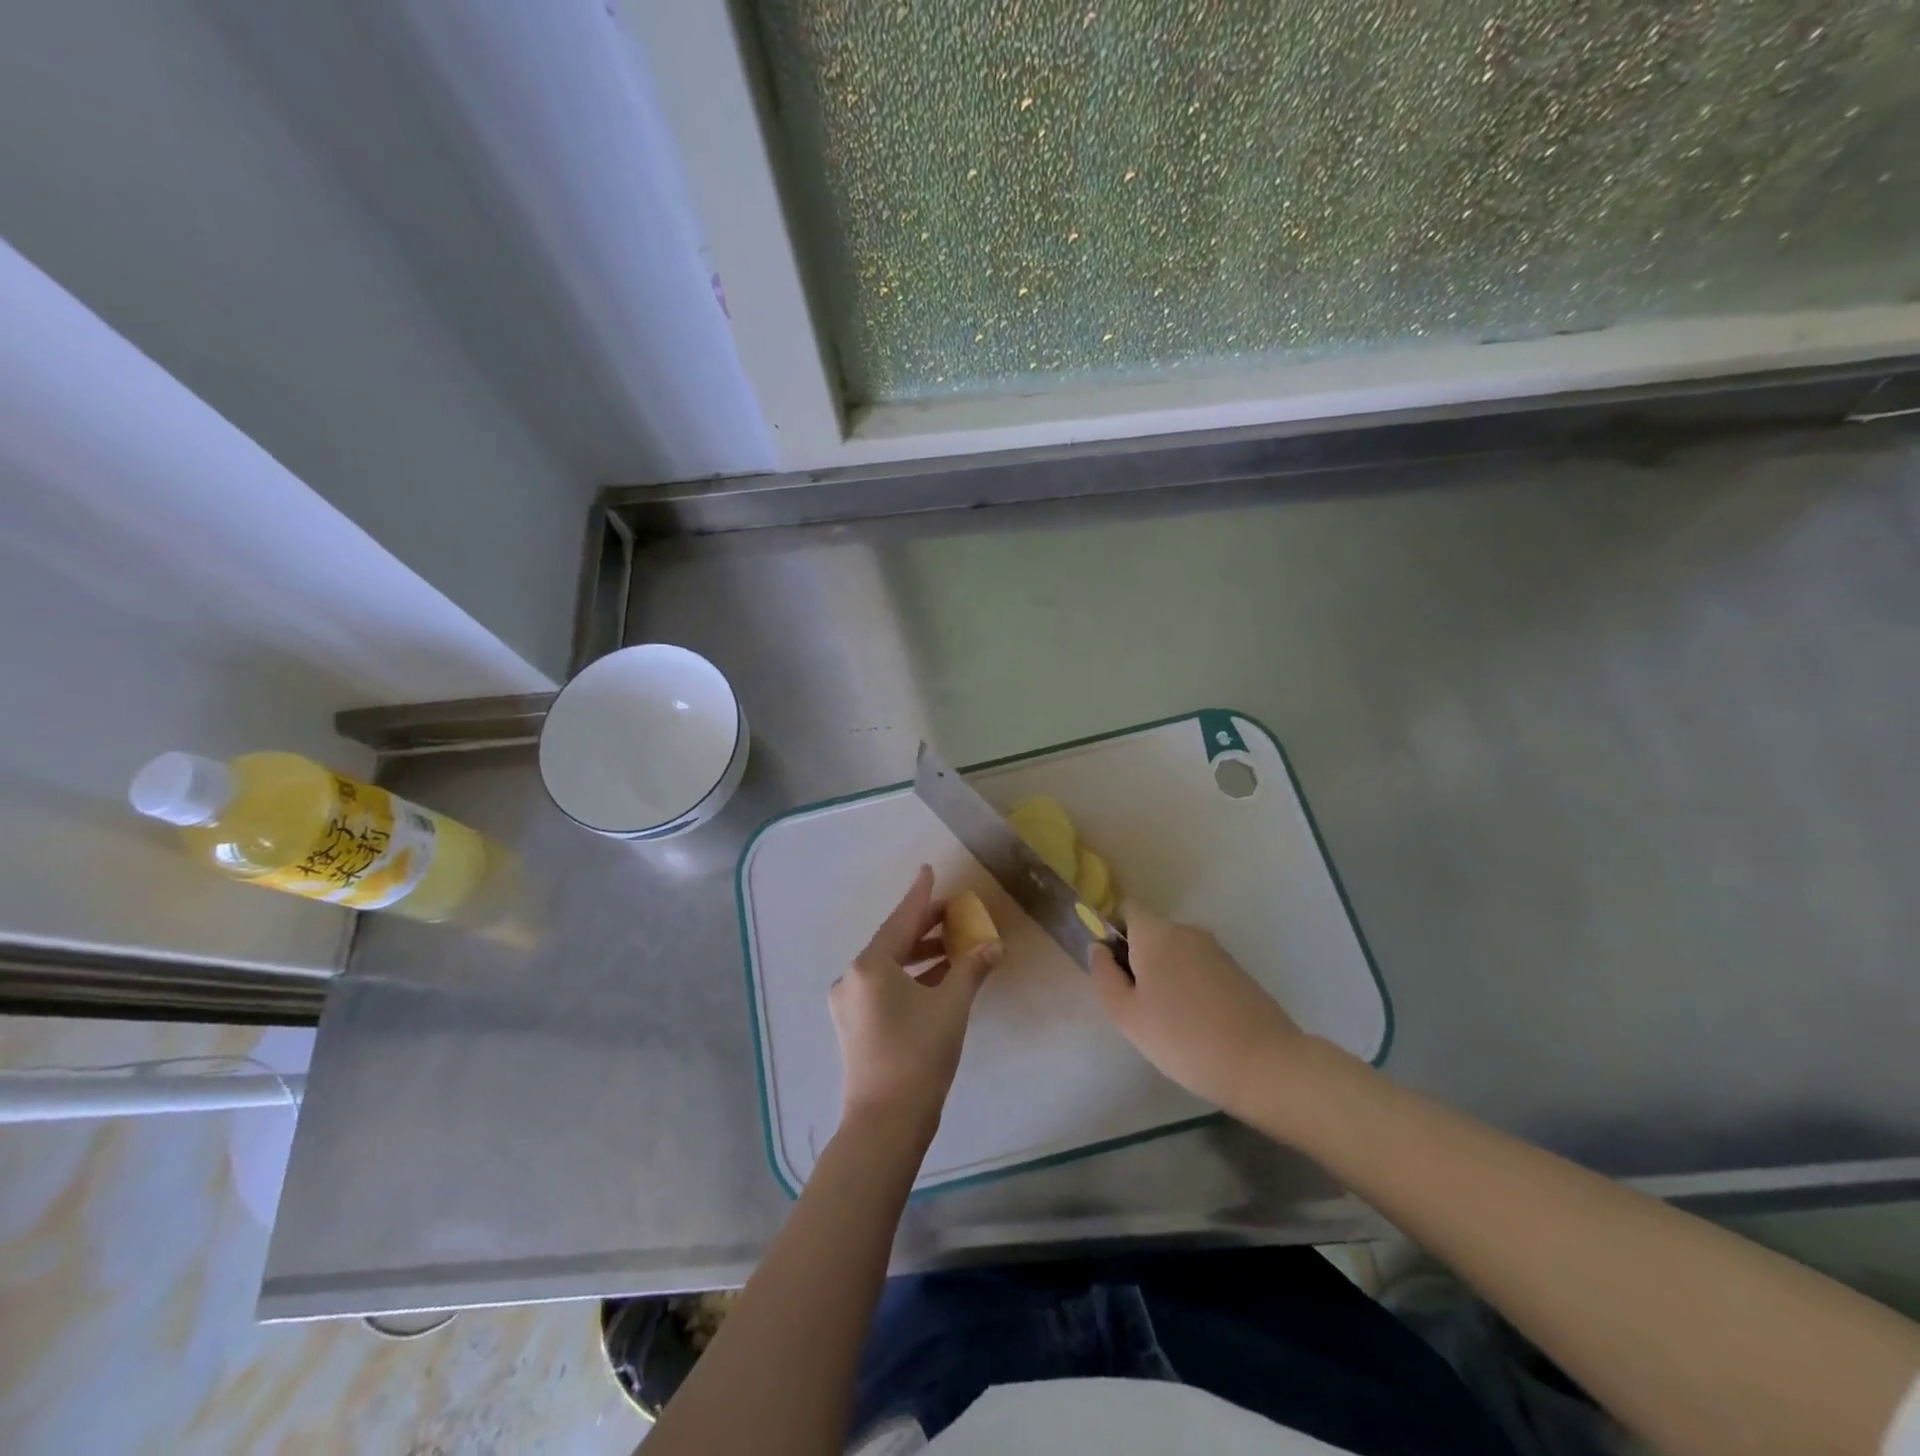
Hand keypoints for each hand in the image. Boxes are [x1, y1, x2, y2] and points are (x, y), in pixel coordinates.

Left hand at [830, 865, 1002, 1133]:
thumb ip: (971, 970)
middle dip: (925, 927)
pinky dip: (910, 978)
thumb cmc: (919, 1055)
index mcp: (870, 966)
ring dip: (920, 955)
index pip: (901, 919)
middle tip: (954, 912)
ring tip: (954, 946)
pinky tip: (938, 978)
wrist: (885, 1123)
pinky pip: (885, 987)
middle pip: (893, 941)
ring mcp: (850, 1004)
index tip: (929, 870)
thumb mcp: (951, 1007)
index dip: (920, 895)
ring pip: (889, 966)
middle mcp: (853, 978)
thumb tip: (993, 946)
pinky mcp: (855, 1026)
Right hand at [1089, 900, 1305, 1115]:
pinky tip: (1195, 1025)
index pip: (1126, 909)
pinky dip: (1190, 987)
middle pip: (1151, 933)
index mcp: (1156, 933)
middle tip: (1136, 1005)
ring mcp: (1217, 950)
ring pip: (1176, 953)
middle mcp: (1187, 931)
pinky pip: (1199, 969)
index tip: (1112, 969)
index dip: (1113, 932)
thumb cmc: (1183, 1037)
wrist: (1264, 1064)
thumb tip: (1099, 949)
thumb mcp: (1126, 1015)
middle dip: (1138, 959)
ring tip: (1167, 1021)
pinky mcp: (1238, 972)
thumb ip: (1104, 975)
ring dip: (1165, 975)